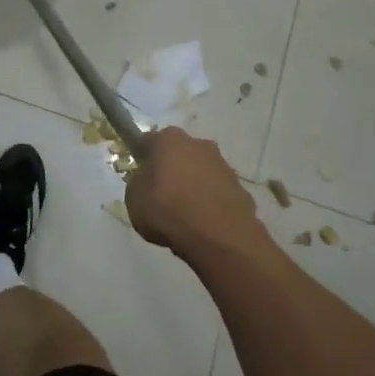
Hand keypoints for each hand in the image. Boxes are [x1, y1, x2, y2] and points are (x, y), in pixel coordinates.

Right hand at [125, 127, 260, 255]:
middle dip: (171, 169)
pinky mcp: (241, 188)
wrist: (217, 235)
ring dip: (193, 185)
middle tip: (161, 194)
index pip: (149, 141)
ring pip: (201, 172)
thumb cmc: (167, 209)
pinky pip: (217, 192)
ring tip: (184, 214)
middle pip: (179, 154)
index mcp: (168, 139)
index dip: (142, 157)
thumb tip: (147, 182)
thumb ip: (138, 184)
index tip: (139, 175)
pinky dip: (210, 203)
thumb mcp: (133, 199)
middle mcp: (198, 144)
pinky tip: (203, 224)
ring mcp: (223, 165)